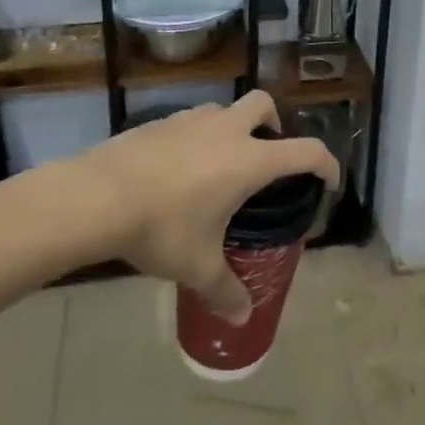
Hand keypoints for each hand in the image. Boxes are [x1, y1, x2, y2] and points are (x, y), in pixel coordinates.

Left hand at [77, 92, 338, 322]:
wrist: (96, 196)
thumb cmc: (161, 227)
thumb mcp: (196, 266)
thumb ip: (224, 291)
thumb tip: (242, 319)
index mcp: (249, 160)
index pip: (306, 151)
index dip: (326, 163)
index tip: (328, 181)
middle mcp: (226, 130)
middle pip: (265, 105)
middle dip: (275, 124)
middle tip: (265, 157)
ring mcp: (191, 120)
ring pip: (225, 110)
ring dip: (233, 128)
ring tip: (219, 165)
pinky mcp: (160, 122)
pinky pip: (191, 121)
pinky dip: (197, 137)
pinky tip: (179, 170)